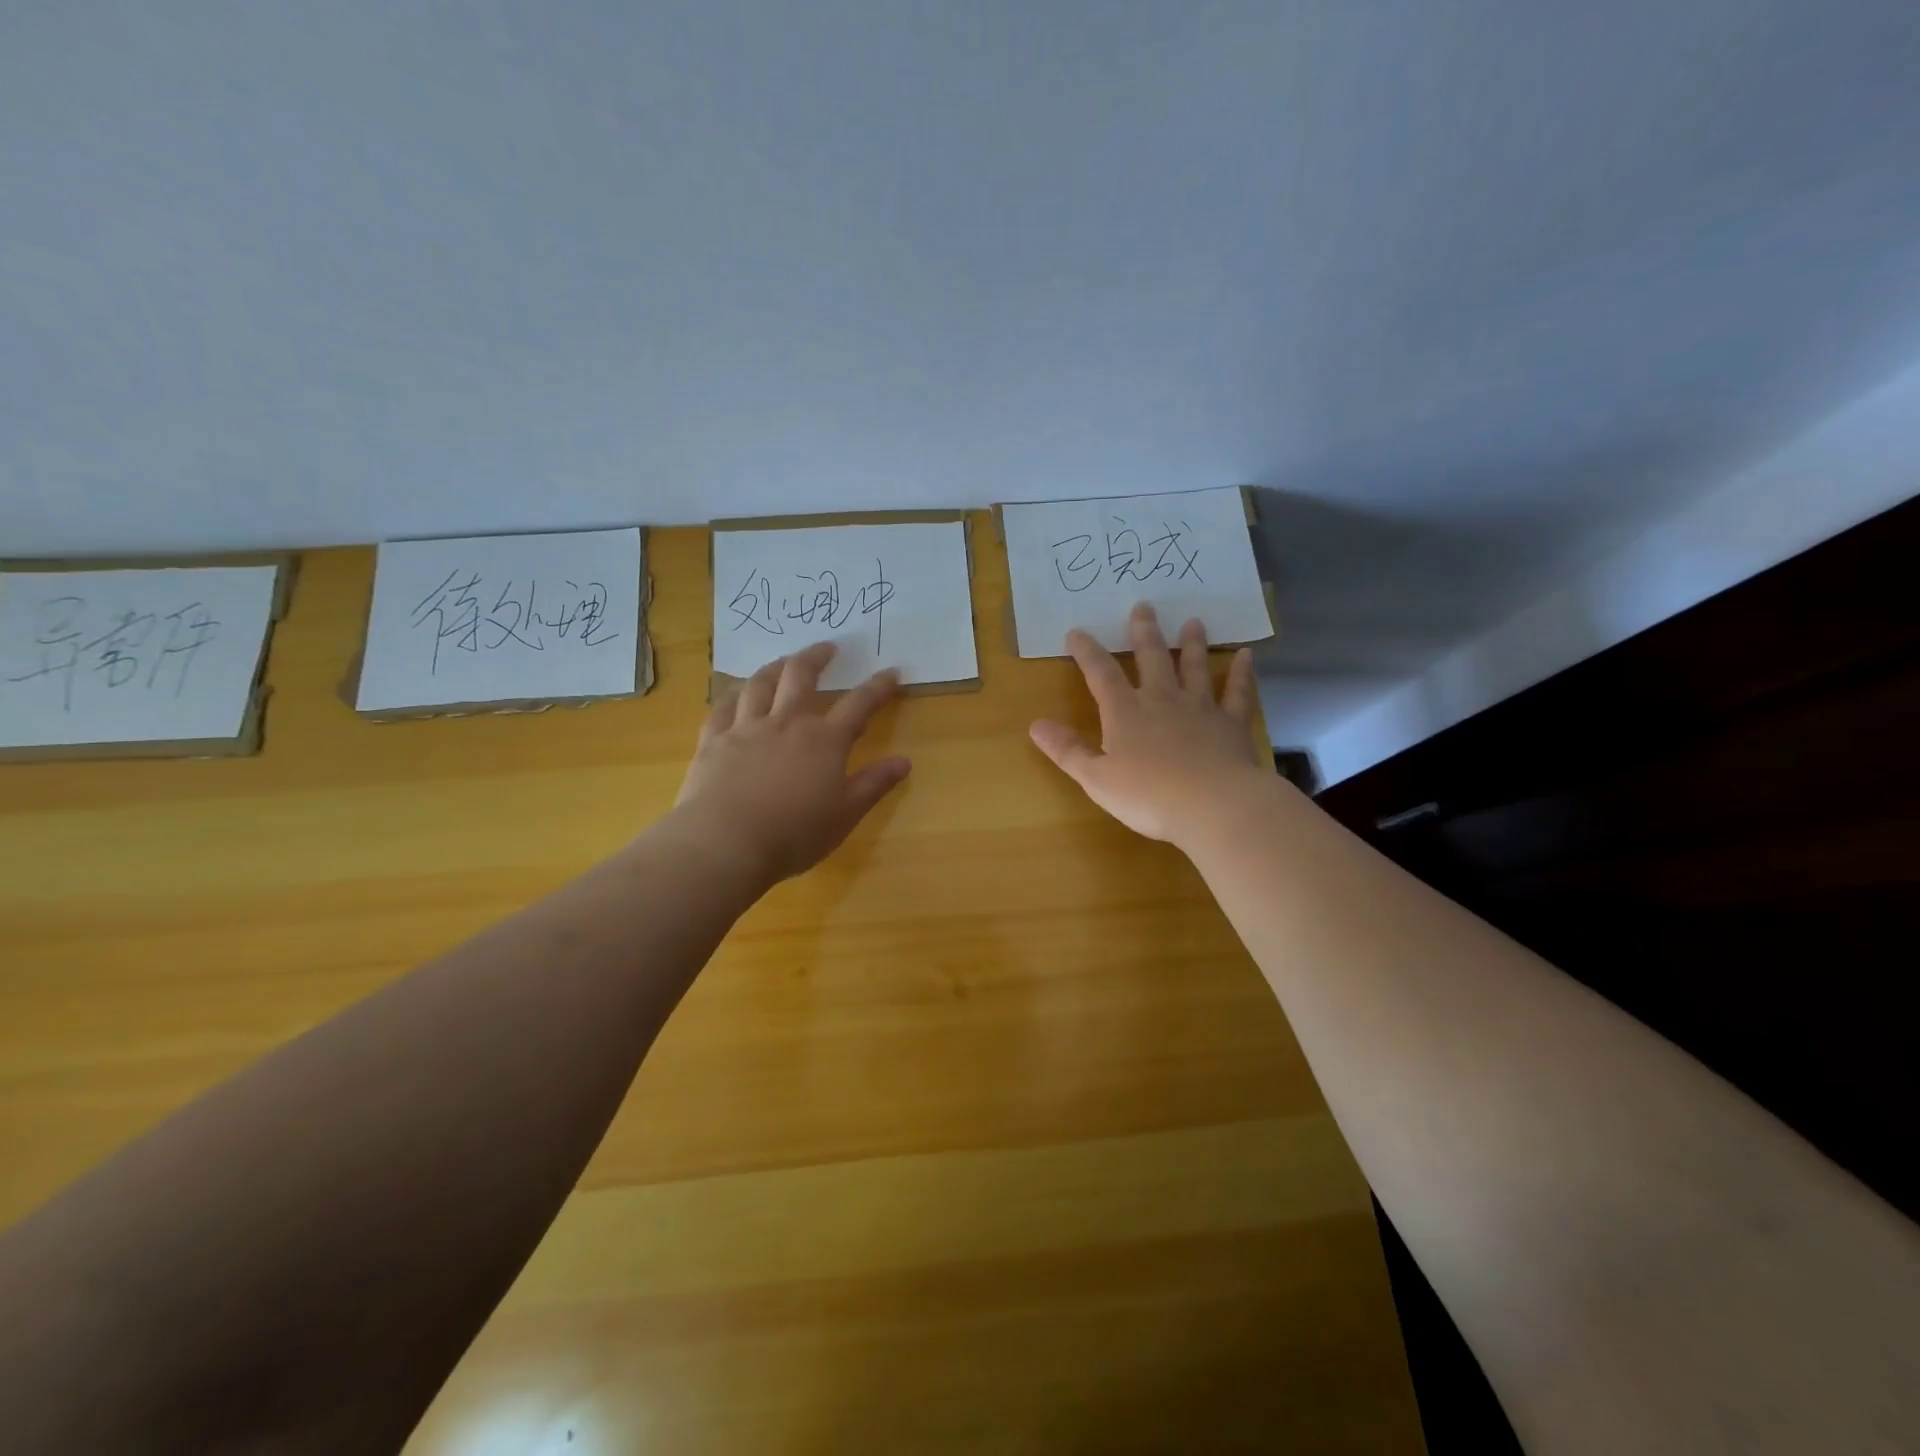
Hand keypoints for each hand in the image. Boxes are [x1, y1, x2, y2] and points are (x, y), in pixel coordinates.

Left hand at [673, 643, 910, 884]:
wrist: (726, 843)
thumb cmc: (794, 834)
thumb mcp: (845, 814)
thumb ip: (874, 784)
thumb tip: (904, 761)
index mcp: (824, 741)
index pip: (859, 705)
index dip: (878, 687)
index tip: (892, 672)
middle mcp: (786, 723)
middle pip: (801, 677)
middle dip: (817, 657)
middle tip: (827, 647)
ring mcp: (746, 729)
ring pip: (760, 684)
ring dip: (775, 667)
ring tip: (783, 661)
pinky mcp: (713, 741)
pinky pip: (723, 707)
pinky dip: (733, 695)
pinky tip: (736, 693)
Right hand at [1029, 603, 1268, 848]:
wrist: (1214, 806)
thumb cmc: (1149, 796)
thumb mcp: (1097, 779)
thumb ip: (1068, 750)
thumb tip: (1035, 724)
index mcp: (1125, 712)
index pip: (1101, 674)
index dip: (1087, 652)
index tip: (1077, 632)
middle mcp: (1162, 700)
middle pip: (1152, 658)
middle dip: (1144, 632)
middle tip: (1144, 606)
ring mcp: (1200, 708)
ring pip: (1194, 667)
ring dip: (1192, 644)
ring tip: (1193, 622)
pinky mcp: (1231, 723)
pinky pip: (1237, 692)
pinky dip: (1242, 673)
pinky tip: (1247, 655)